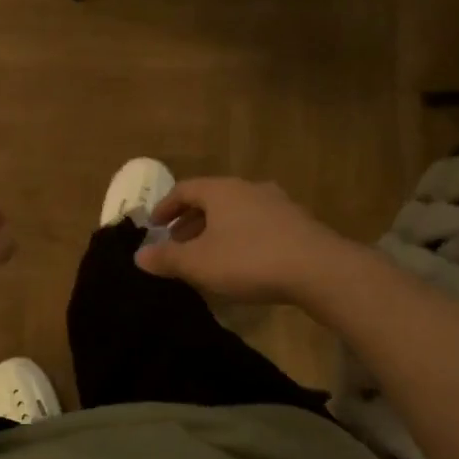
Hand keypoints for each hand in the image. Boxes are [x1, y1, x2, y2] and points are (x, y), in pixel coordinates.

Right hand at [134, 178, 356, 305]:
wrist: (319, 269)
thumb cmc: (249, 260)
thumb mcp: (199, 263)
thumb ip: (166, 258)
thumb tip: (139, 255)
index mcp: (222, 190)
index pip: (184, 189)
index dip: (165, 207)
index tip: (154, 226)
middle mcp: (249, 189)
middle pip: (212, 200)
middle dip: (190, 221)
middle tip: (177, 244)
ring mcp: (278, 204)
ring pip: (236, 212)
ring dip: (216, 230)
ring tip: (207, 255)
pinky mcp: (298, 224)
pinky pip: (258, 225)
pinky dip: (241, 238)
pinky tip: (241, 262)